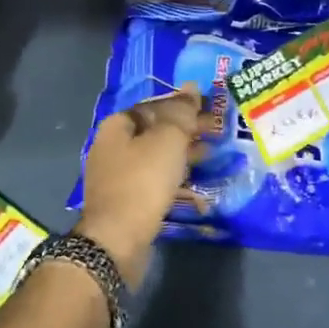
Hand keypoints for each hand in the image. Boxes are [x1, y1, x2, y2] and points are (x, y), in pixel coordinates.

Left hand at [77, 85, 214, 288]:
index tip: (210, 110)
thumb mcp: (168, 139)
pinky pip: (153, 180)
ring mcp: (116, 176)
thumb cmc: (143, 181)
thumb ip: (181, 112)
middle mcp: (112, 146)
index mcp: (117, 125)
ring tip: (211, 155)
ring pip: (156, 157)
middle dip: (186, 130)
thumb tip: (192, 87)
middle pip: (155, 131)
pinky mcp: (125, 201)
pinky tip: (194, 182)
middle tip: (217, 132)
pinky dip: (174, 177)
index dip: (184, 105)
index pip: (155, 105)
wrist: (117, 240)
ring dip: (183, 154)